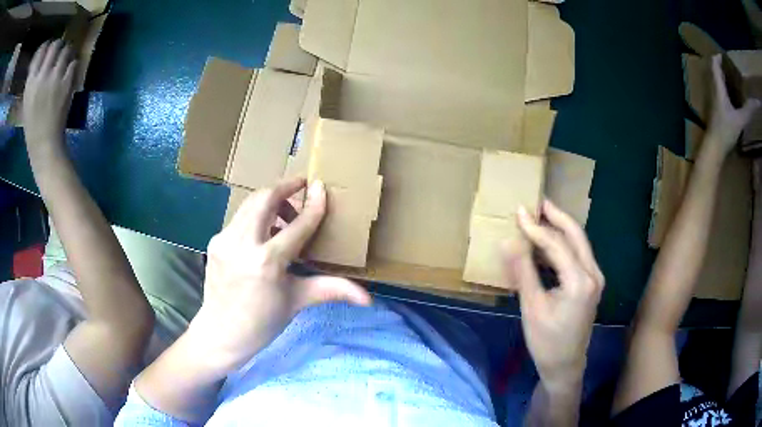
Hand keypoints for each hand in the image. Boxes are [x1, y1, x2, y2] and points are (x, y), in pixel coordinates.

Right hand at [22, 39, 76, 152]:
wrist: (44, 144)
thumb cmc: (32, 125)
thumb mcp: (27, 101)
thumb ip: (33, 79)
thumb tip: (43, 58)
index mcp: (31, 82)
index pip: (41, 51)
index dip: (47, 46)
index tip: (48, 49)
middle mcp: (42, 76)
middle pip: (55, 45)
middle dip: (59, 45)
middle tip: (59, 52)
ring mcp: (54, 78)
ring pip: (66, 50)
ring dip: (67, 52)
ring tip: (66, 59)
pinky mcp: (66, 83)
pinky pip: (74, 62)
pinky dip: (73, 64)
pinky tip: (70, 70)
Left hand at [190, 178, 371, 370]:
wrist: (221, 333)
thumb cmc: (262, 322)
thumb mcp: (297, 302)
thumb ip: (332, 290)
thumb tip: (368, 299)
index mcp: (267, 262)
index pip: (297, 225)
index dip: (314, 204)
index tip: (322, 187)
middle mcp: (243, 244)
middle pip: (265, 198)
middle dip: (285, 186)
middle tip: (302, 186)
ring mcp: (225, 240)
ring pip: (249, 203)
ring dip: (270, 201)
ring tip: (285, 217)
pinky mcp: (215, 241)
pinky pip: (240, 218)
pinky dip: (256, 217)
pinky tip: (265, 234)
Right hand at [505, 200, 603, 388]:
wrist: (565, 365)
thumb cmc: (546, 341)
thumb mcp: (532, 307)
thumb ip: (523, 272)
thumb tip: (508, 241)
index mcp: (580, 281)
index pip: (557, 244)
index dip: (536, 227)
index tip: (518, 211)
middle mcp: (593, 274)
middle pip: (576, 234)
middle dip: (556, 216)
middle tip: (536, 202)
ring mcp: (595, 278)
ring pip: (579, 242)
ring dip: (560, 228)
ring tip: (540, 216)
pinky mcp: (591, 283)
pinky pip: (578, 255)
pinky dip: (563, 244)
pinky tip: (547, 243)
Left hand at [706, 54, 760, 151]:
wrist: (714, 146)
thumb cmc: (726, 130)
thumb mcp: (739, 120)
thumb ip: (747, 112)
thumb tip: (752, 104)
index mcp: (717, 86)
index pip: (714, 62)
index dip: (718, 57)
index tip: (726, 58)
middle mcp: (712, 87)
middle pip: (714, 69)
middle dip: (721, 66)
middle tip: (730, 69)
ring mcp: (711, 97)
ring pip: (714, 79)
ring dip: (721, 76)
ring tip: (731, 79)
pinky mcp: (712, 106)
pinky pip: (716, 89)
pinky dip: (721, 86)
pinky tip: (729, 94)